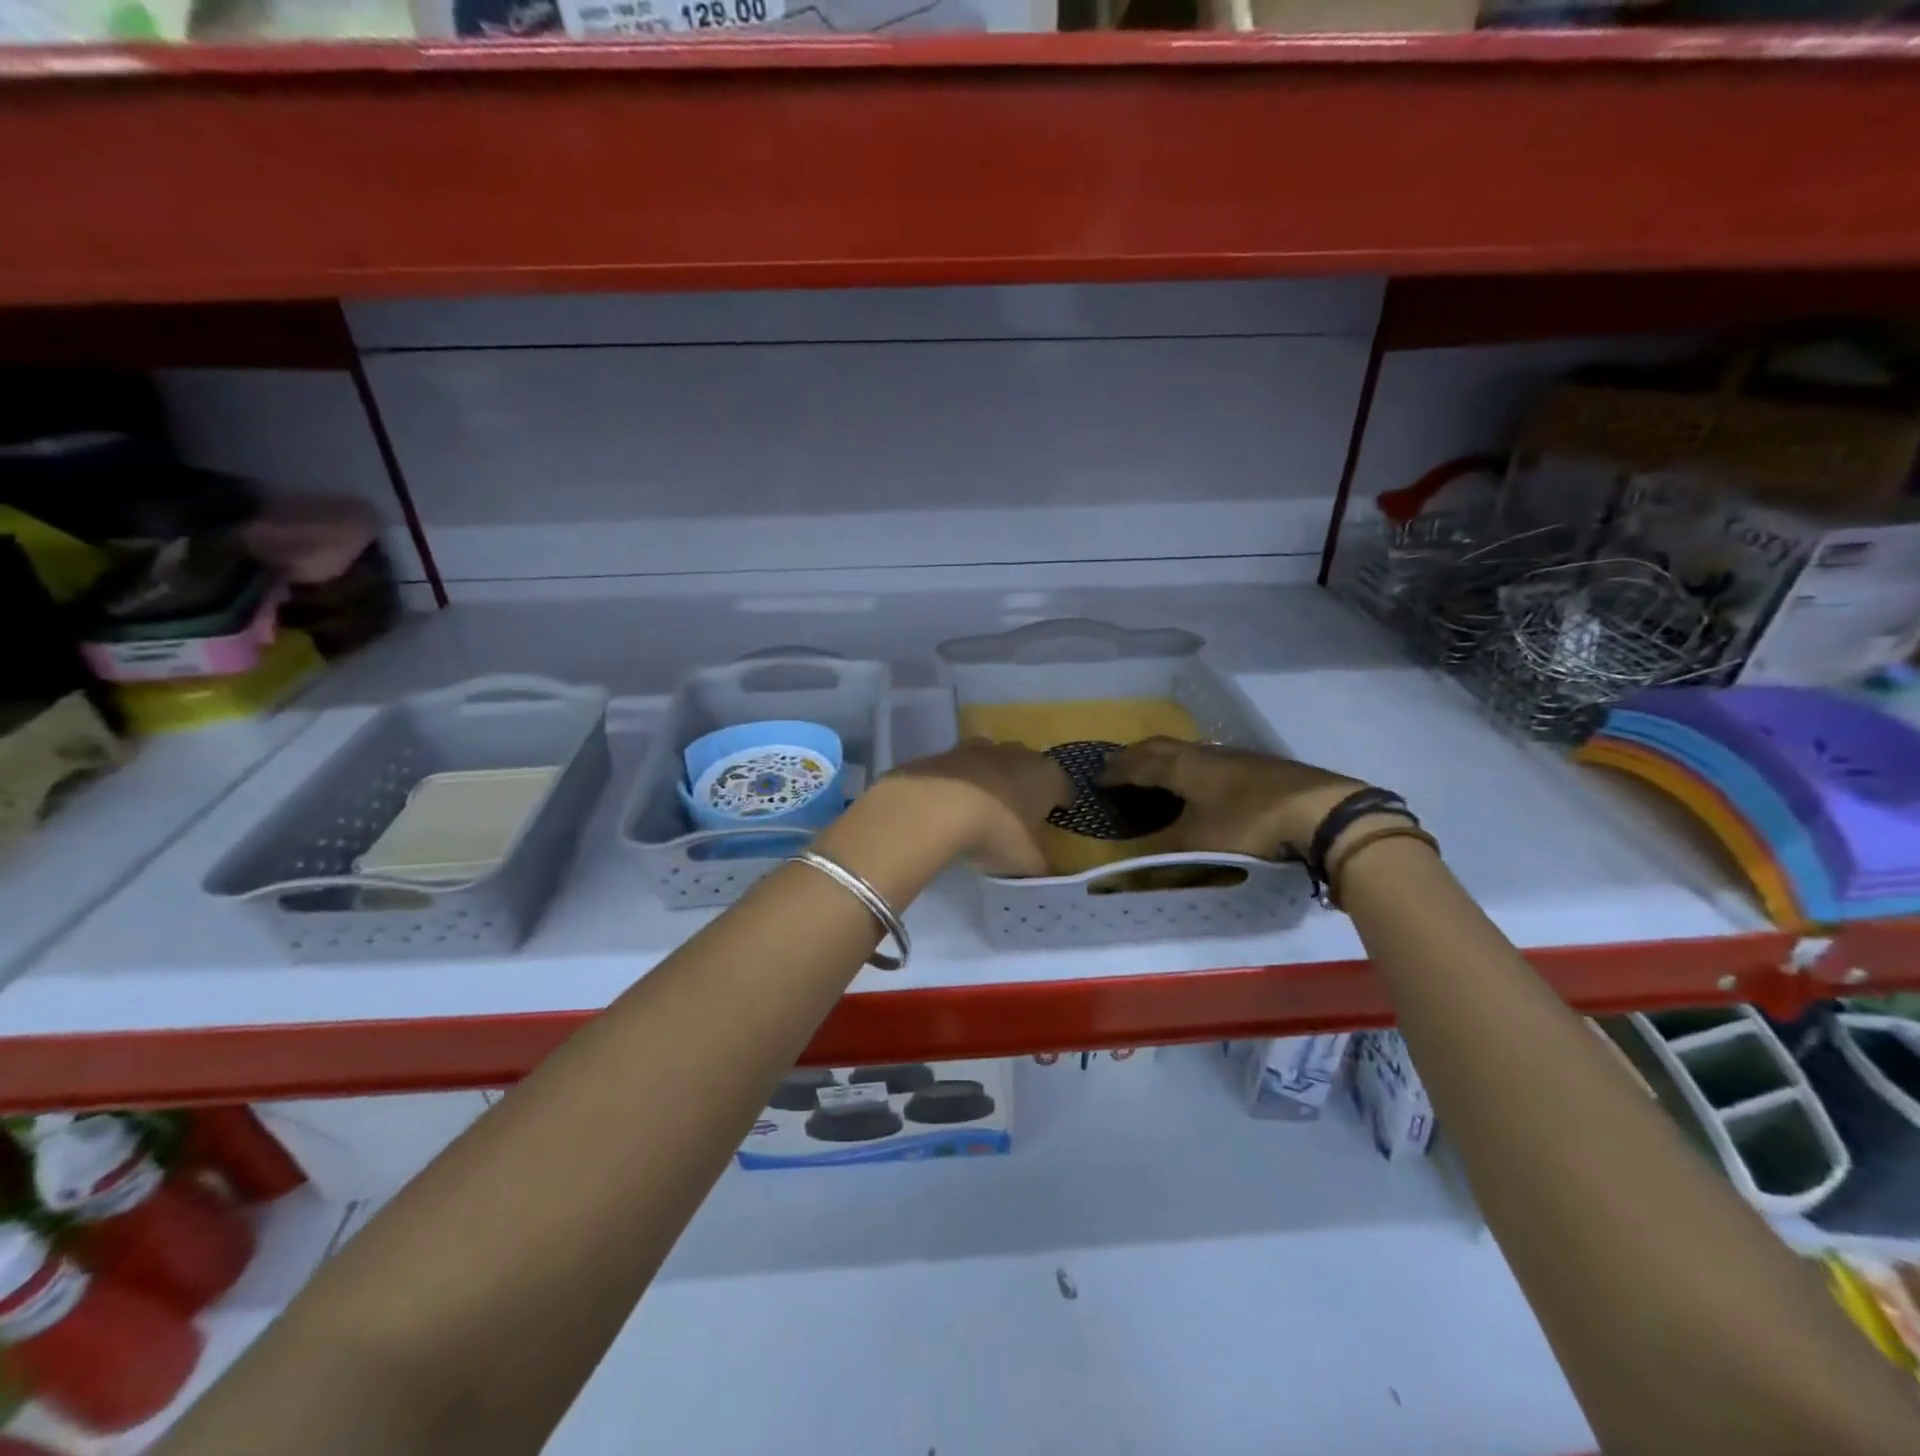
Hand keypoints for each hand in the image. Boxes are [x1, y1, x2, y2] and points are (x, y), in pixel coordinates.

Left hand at [885, 739, 1072, 876]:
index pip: (1065, 789)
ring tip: (983, 810)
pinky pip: (962, 770)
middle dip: (1026, 788)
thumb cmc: (998, 831)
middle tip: (1019, 816)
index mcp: (1048, 776)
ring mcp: (981, 749)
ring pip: (995, 764)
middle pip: (1029, 769)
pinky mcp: (947, 752)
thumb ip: (1042, 865)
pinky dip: (962, 784)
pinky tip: (953, 806)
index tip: (1054, 819)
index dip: (1061, 805)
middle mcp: (1019, 754)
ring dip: (993, 781)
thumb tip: (1046, 868)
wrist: (938, 805)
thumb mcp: (1029, 861)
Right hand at [1100, 738, 1365, 859]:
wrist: (1322, 812)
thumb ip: (1163, 849)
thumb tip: (1129, 859)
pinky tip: (1204, 782)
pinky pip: (1211, 760)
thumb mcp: (1199, 843)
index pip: (1140, 763)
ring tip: (1156, 771)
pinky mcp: (1261, 767)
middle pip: (1162, 747)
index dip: (1117, 770)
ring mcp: (1236, 757)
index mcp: (1183, 766)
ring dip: (1166, 759)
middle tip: (1120, 765)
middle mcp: (1205, 753)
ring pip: (1189, 751)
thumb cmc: (1250, 824)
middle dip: (1137, 755)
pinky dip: (1192, 767)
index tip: (1098, 777)